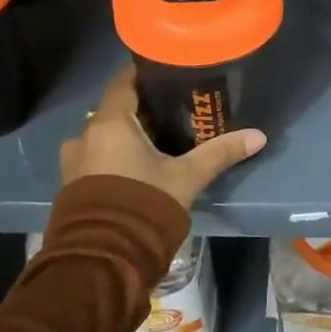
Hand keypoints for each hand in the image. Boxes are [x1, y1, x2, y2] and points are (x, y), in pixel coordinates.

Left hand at [60, 65, 266, 208]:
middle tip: (175, 111)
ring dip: (127, 136)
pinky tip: (138, 168)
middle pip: (116, 110)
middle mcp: (85, 135)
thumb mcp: (188, 177)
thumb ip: (219, 153)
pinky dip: (115, 156)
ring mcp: (74, 162)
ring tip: (159, 142)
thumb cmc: (144, 204)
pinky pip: (96, 158)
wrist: (103, 258)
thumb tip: (258, 136)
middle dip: (143, 110)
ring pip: (105, 136)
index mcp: (110, 123)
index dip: (145, 75)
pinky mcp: (71, 186)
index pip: (124, 82)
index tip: (169, 73)